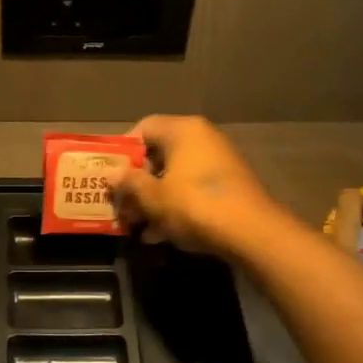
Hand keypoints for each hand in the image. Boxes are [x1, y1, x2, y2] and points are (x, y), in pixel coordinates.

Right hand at [112, 115, 281, 257]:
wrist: (252, 233)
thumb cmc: (194, 205)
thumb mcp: (152, 196)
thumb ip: (129, 183)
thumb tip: (113, 174)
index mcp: (183, 130)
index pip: (143, 128)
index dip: (122, 150)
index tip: (110, 174)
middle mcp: (202, 139)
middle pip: (158, 155)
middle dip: (136, 183)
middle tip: (120, 205)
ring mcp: (218, 163)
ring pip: (174, 177)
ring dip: (153, 200)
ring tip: (136, 226)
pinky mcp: (229, 186)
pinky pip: (192, 191)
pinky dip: (175, 208)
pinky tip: (159, 235)